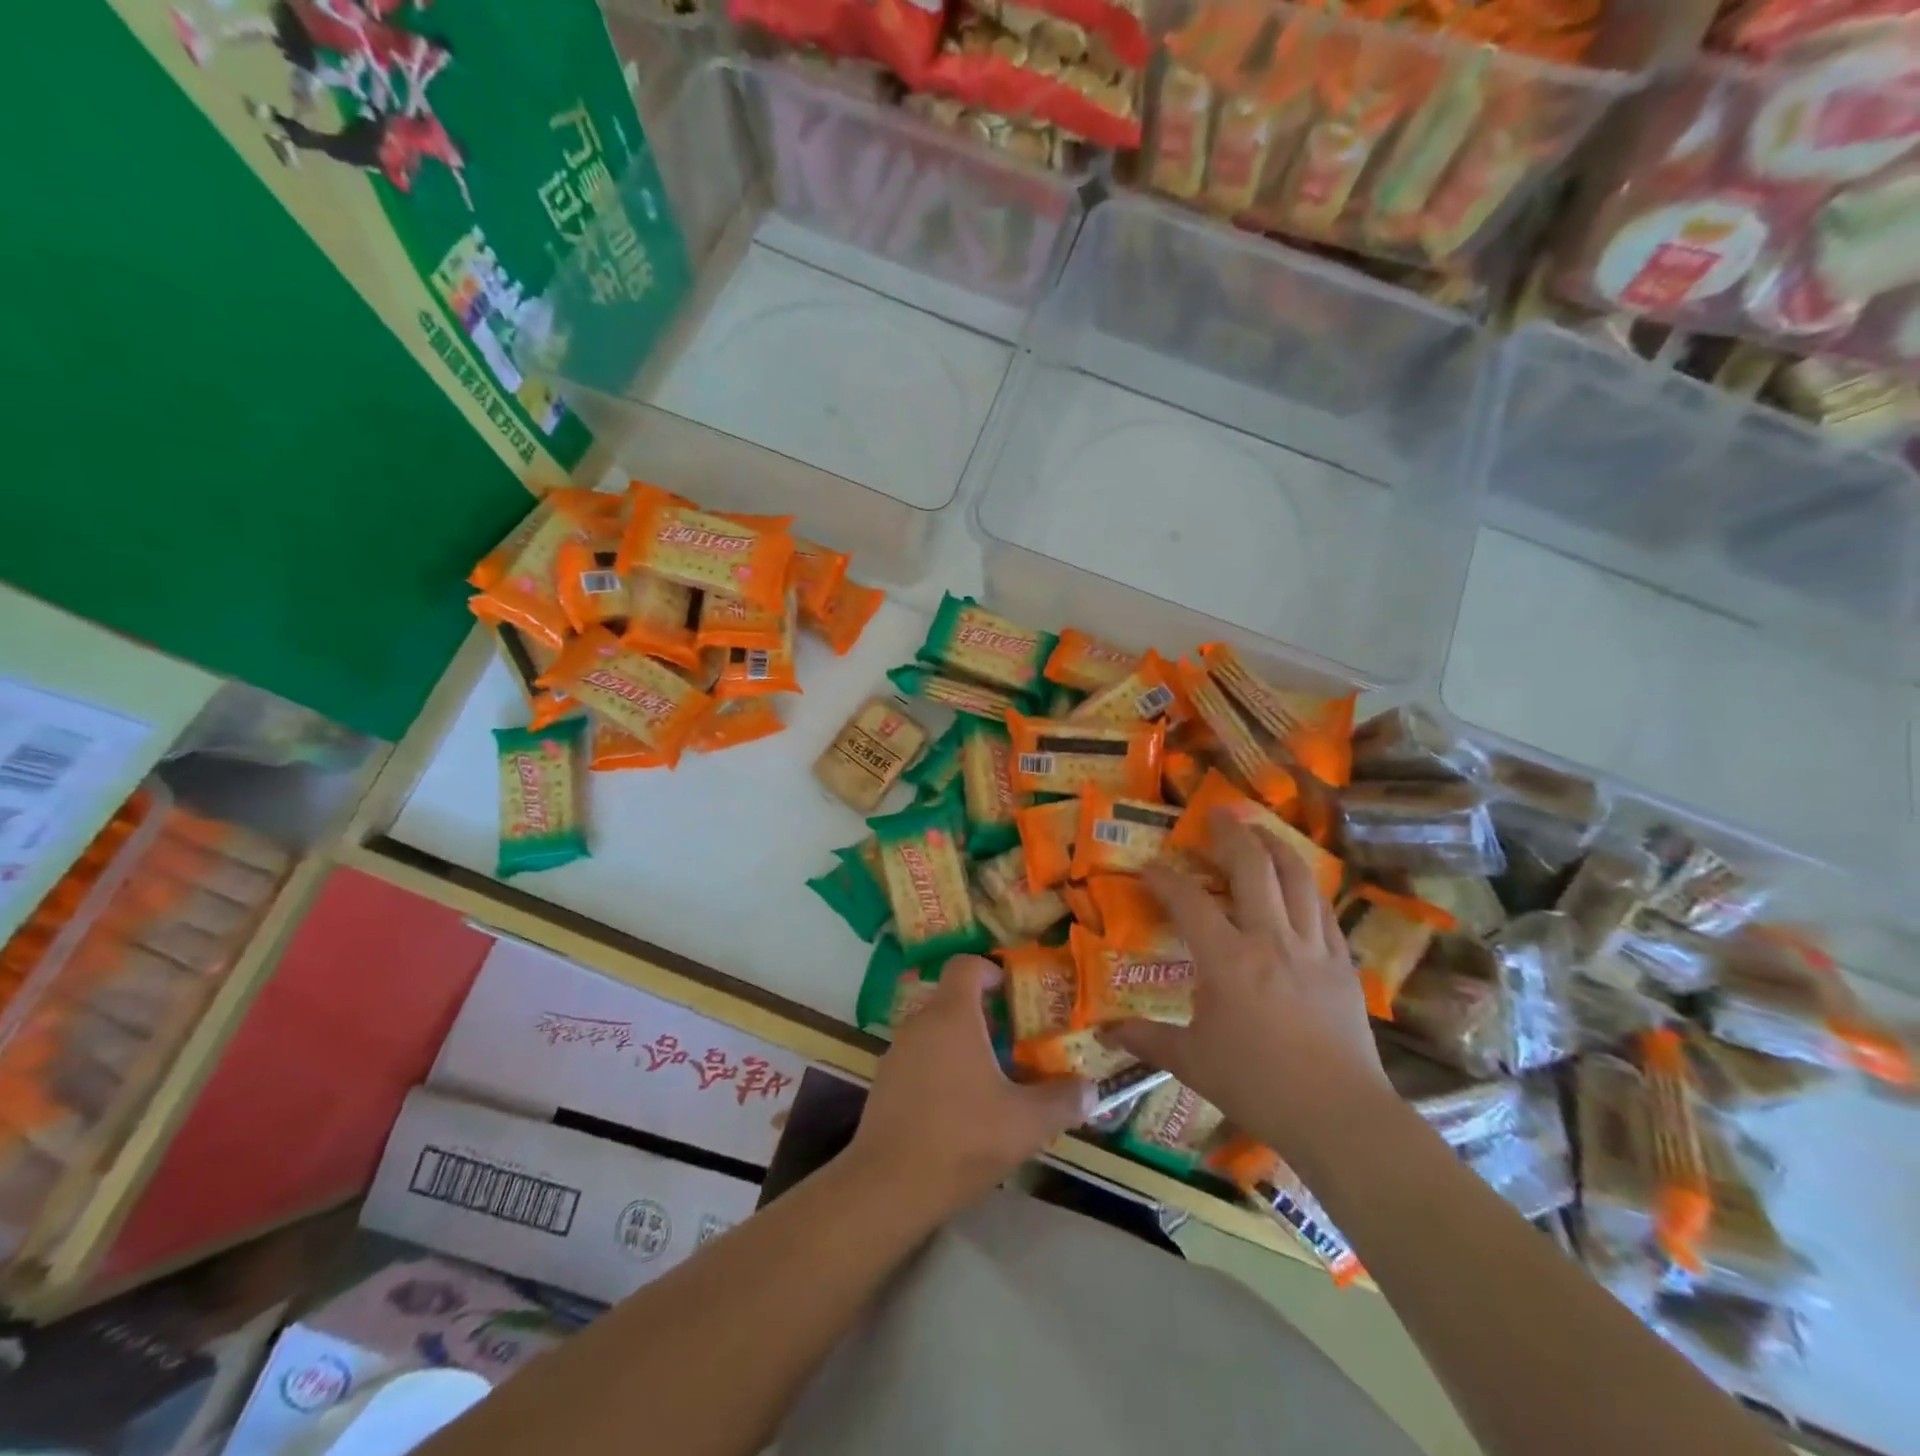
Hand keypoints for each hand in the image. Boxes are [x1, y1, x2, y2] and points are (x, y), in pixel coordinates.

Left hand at [847, 956, 1094, 1221]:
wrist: (889, 1186)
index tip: (1013, 994)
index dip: (991, 970)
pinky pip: (919, 1057)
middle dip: (985, 1015)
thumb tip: (1092, 1090)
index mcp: (952, 1015)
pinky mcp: (884, 1081)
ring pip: (935, 1029)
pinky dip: (940, 1066)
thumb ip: (1062, 1101)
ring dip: (962, 1043)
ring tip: (992, 1078)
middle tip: (1015, 1043)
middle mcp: (920, 1022)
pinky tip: (959, 1107)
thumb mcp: (1025, 1123)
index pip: (966, 965)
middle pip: (953, 998)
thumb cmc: (962, 1139)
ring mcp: (896, 1051)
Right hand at [1107, 810, 1390, 1164]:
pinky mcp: (1341, 963)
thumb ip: (1146, 1039)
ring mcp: (1311, 947)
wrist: (1338, 1114)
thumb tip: (1105, 1033)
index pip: (1188, 901)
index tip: (1149, 868)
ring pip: (1296, 878)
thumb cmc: (1256, 1084)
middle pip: (1252, 867)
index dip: (1164, 878)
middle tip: (1218, 813)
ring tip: (1260, 830)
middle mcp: (1270, 939)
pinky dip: (1306, 886)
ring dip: (1275, 846)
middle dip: (1231, 834)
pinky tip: (1298, 882)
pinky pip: (1323, 909)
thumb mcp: (1191, 1061)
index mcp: (1227, 959)